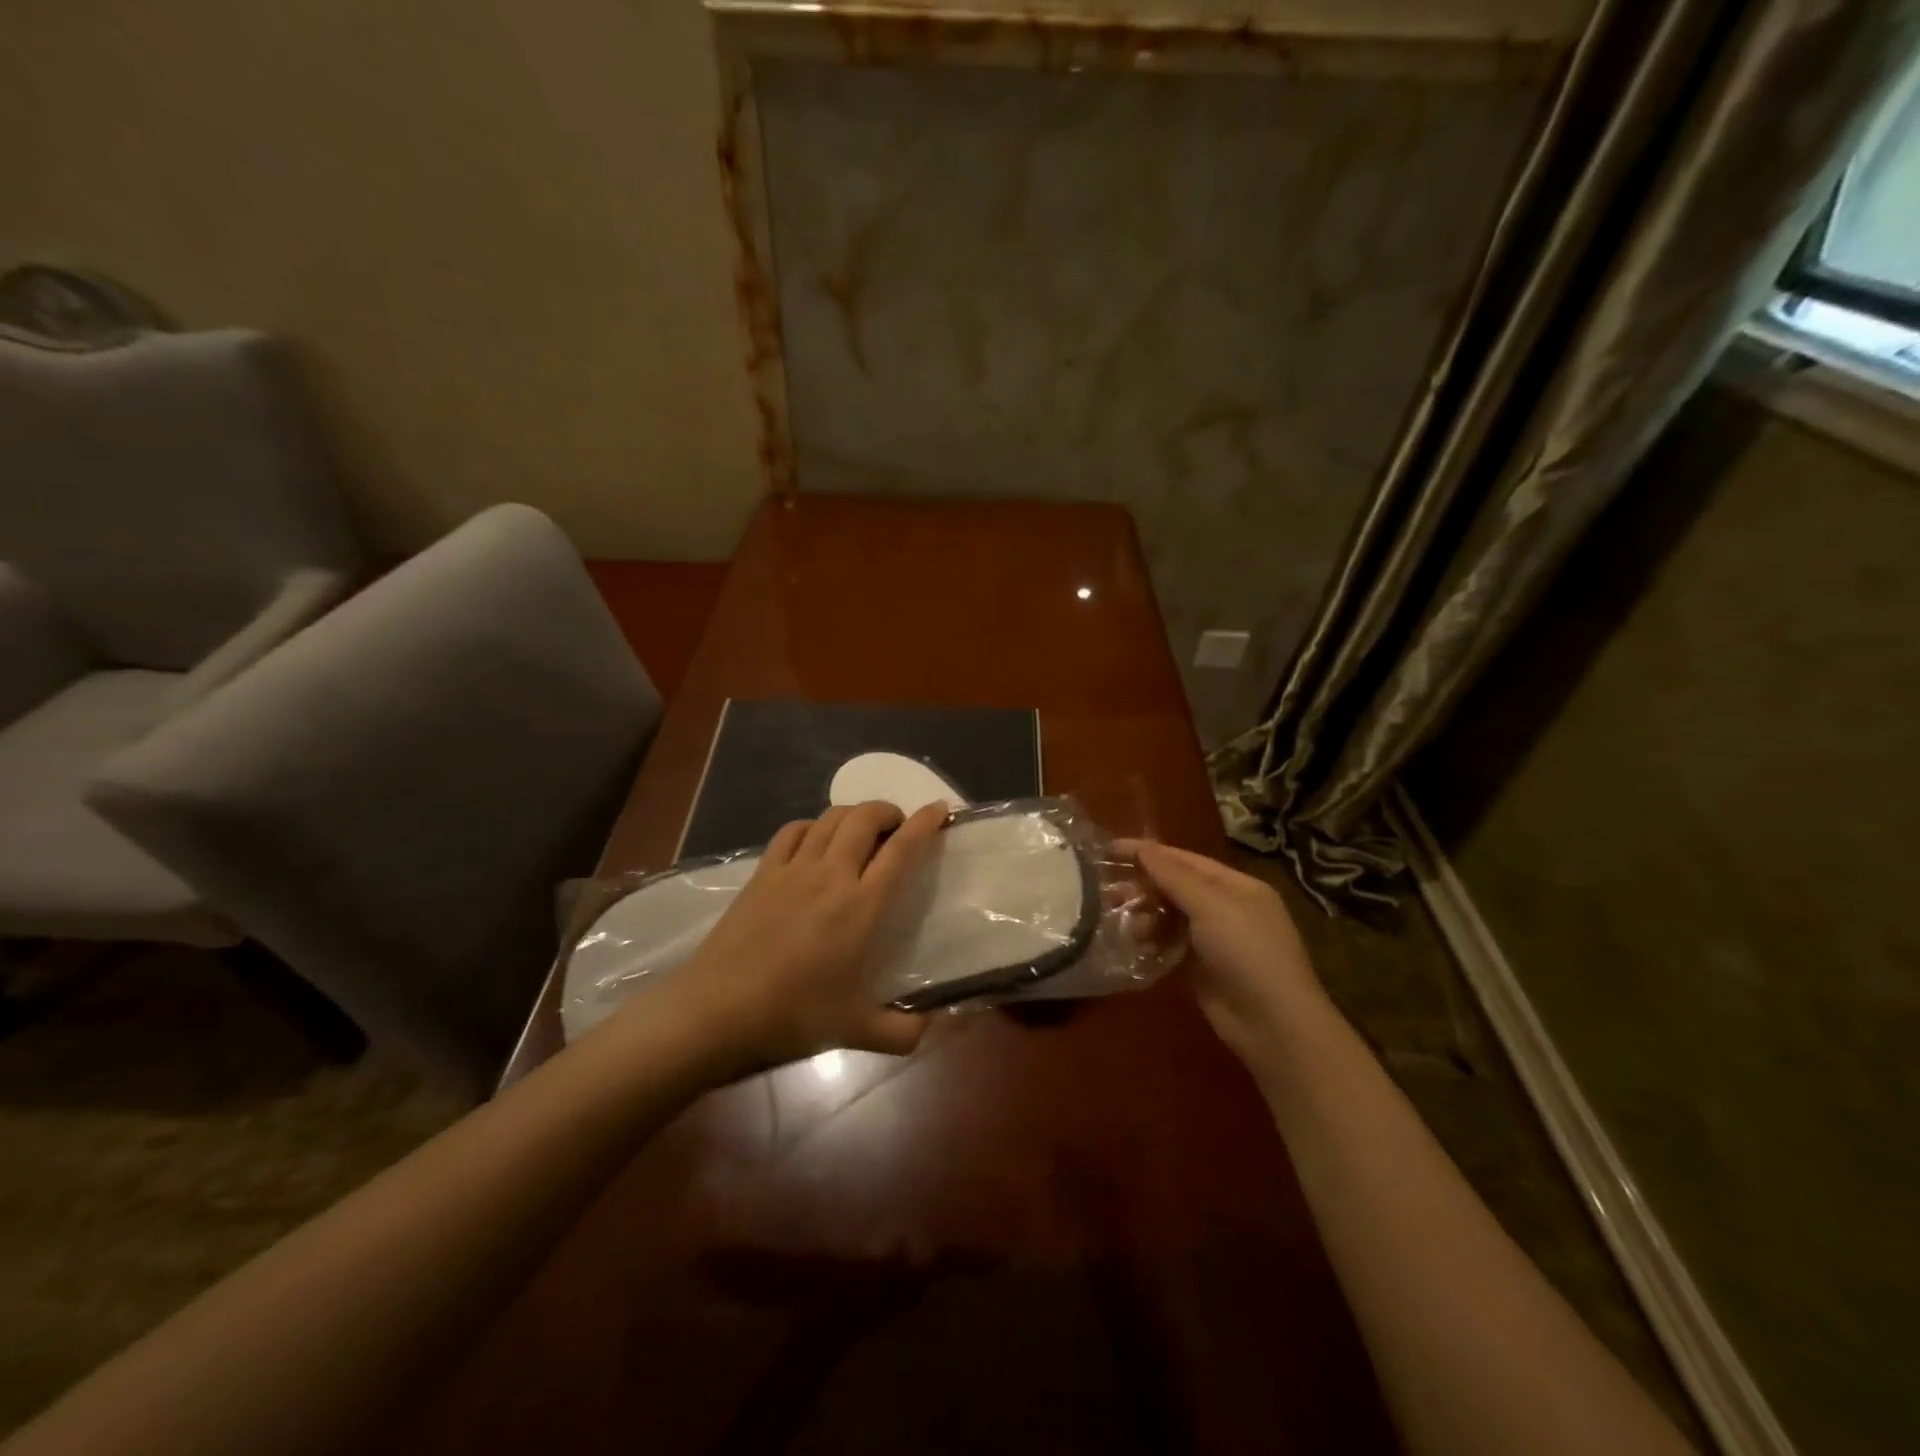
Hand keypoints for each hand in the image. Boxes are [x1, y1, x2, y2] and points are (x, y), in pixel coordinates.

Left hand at [641, 801, 947, 1077]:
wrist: (717, 1011)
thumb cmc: (793, 1017)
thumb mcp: (856, 1031)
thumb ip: (902, 1032)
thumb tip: (931, 1026)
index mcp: (862, 906)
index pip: (902, 849)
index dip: (925, 823)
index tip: (939, 809)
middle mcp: (831, 875)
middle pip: (865, 818)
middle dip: (888, 811)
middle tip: (898, 828)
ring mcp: (793, 869)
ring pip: (830, 818)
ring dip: (854, 814)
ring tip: (862, 830)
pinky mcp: (762, 873)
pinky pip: (793, 831)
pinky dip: (813, 825)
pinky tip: (816, 840)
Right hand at [1122, 841, 1328, 1063]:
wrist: (1274, 1025)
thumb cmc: (1247, 953)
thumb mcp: (1212, 907)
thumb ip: (1174, 877)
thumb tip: (1143, 847)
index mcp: (1237, 886)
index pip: (1186, 860)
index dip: (1149, 853)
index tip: (1110, 849)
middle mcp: (1227, 908)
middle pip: (1177, 887)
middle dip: (1144, 887)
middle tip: (1108, 893)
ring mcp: (1216, 940)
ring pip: (1171, 916)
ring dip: (1147, 917)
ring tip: (1129, 927)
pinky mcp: (1203, 968)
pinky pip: (1171, 944)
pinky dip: (1154, 941)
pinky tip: (1137, 944)